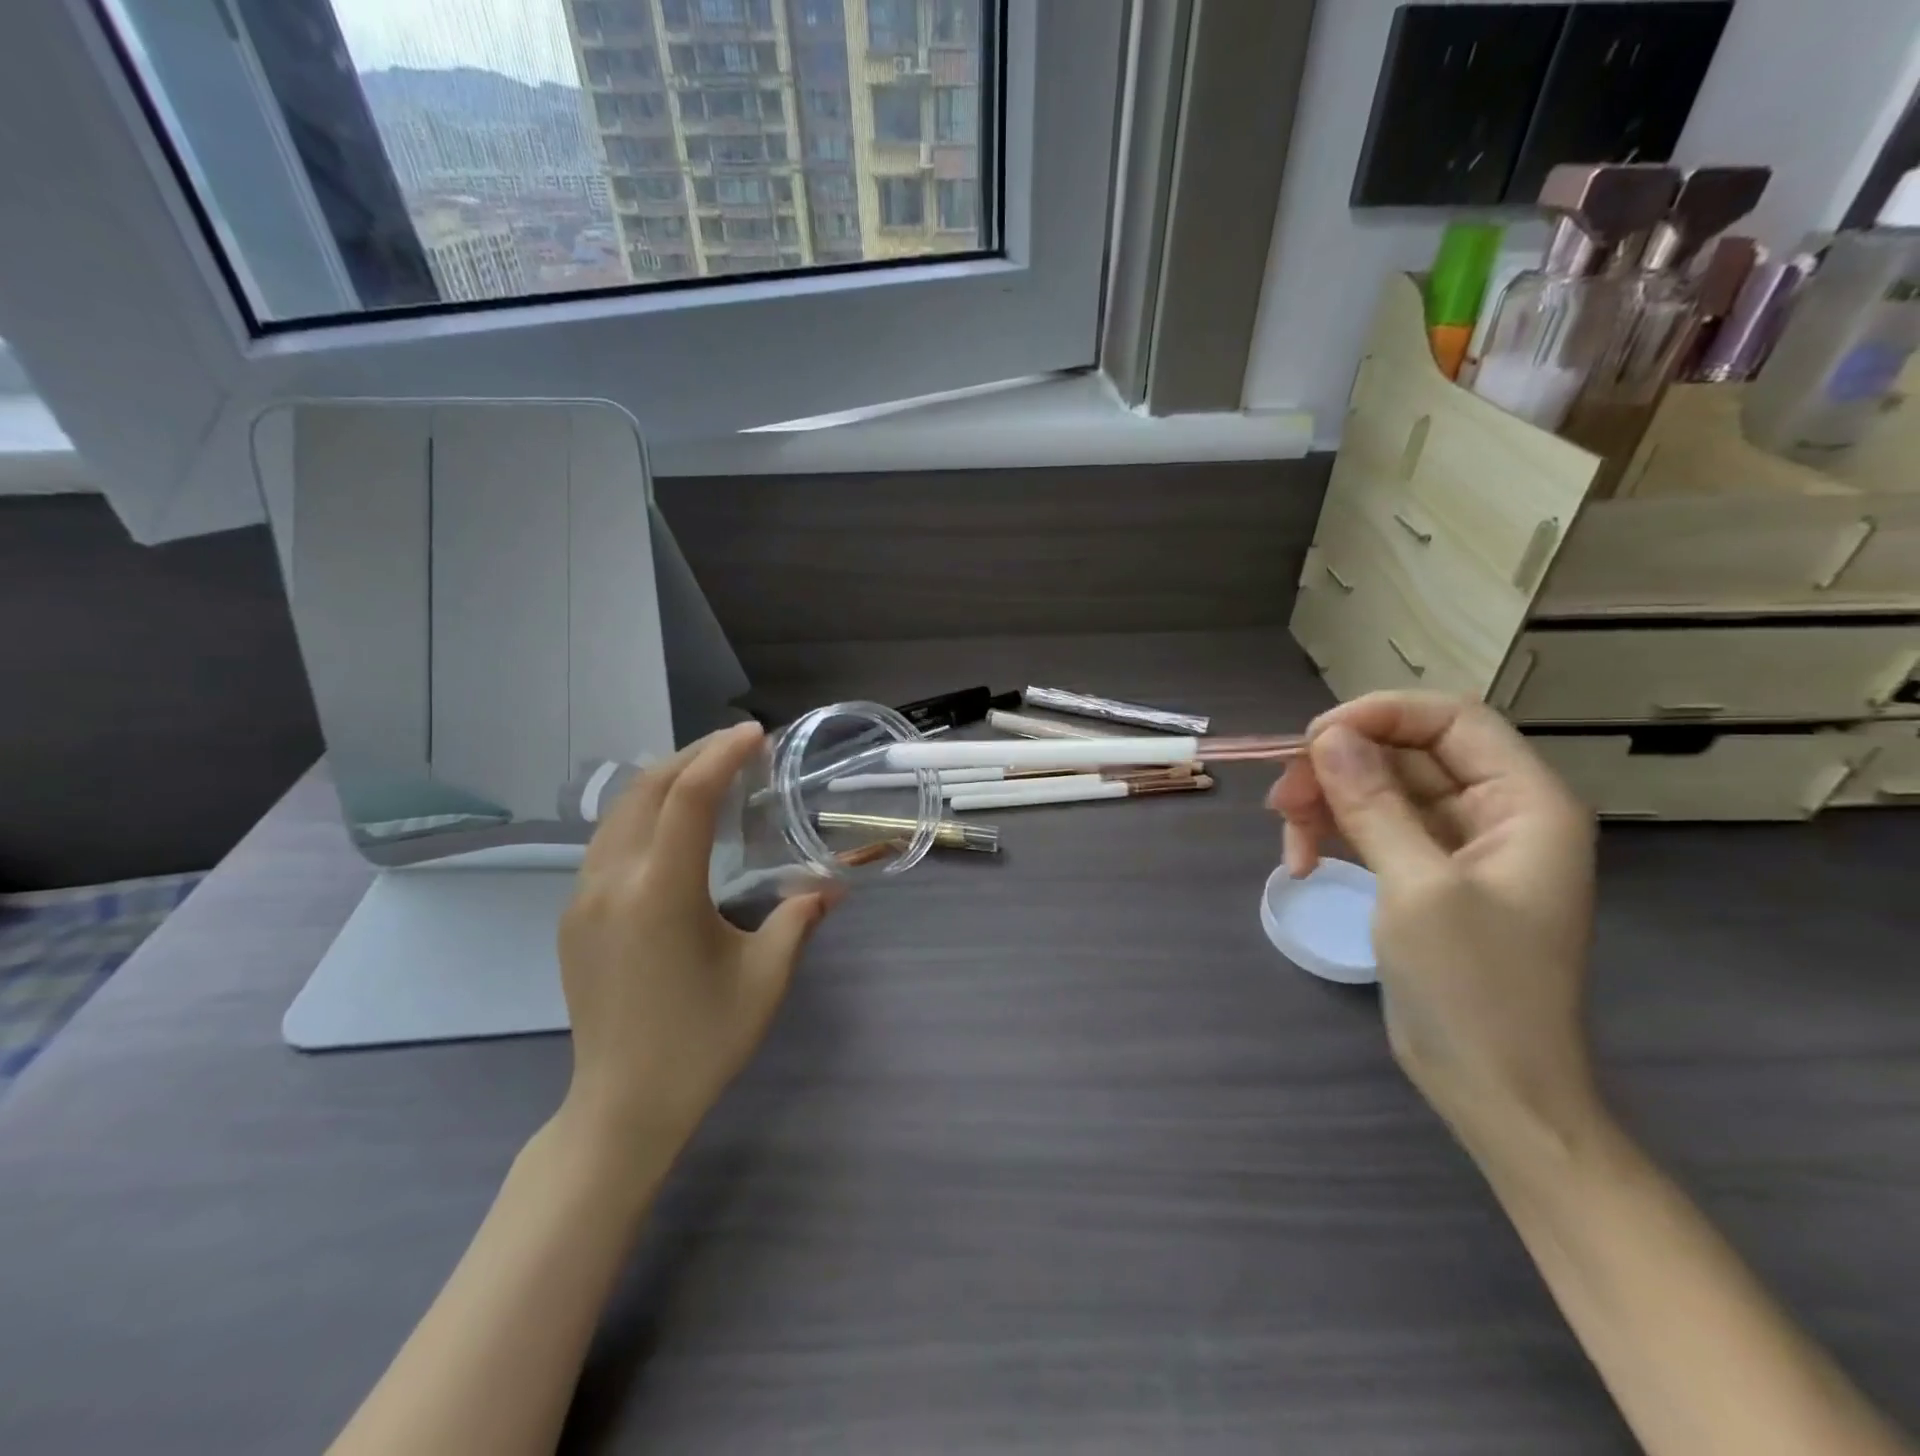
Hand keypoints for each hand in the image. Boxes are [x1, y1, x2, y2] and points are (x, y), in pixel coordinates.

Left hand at [557, 723, 830, 1154]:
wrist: (622, 1106)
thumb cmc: (702, 1041)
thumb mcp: (765, 977)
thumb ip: (799, 918)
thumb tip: (832, 885)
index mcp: (661, 892)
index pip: (689, 797)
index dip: (723, 755)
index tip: (756, 734)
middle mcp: (612, 881)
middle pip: (647, 788)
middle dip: (694, 755)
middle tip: (739, 746)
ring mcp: (583, 897)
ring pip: (620, 810)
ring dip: (664, 780)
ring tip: (709, 774)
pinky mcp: (573, 915)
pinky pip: (607, 840)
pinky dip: (643, 812)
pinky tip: (674, 825)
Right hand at [1268, 692, 1599, 1146]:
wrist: (1493, 1090)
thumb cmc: (1473, 989)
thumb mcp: (1418, 888)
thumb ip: (1373, 803)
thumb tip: (1328, 736)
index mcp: (1525, 804)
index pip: (1452, 720)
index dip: (1380, 715)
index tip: (1313, 740)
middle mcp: (1496, 813)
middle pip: (1405, 753)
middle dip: (1339, 770)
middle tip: (1281, 800)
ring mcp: (1458, 846)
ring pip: (1379, 790)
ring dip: (1326, 804)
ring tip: (1287, 843)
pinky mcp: (1425, 874)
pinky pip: (1372, 828)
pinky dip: (1333, 835)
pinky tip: (1302, 863)